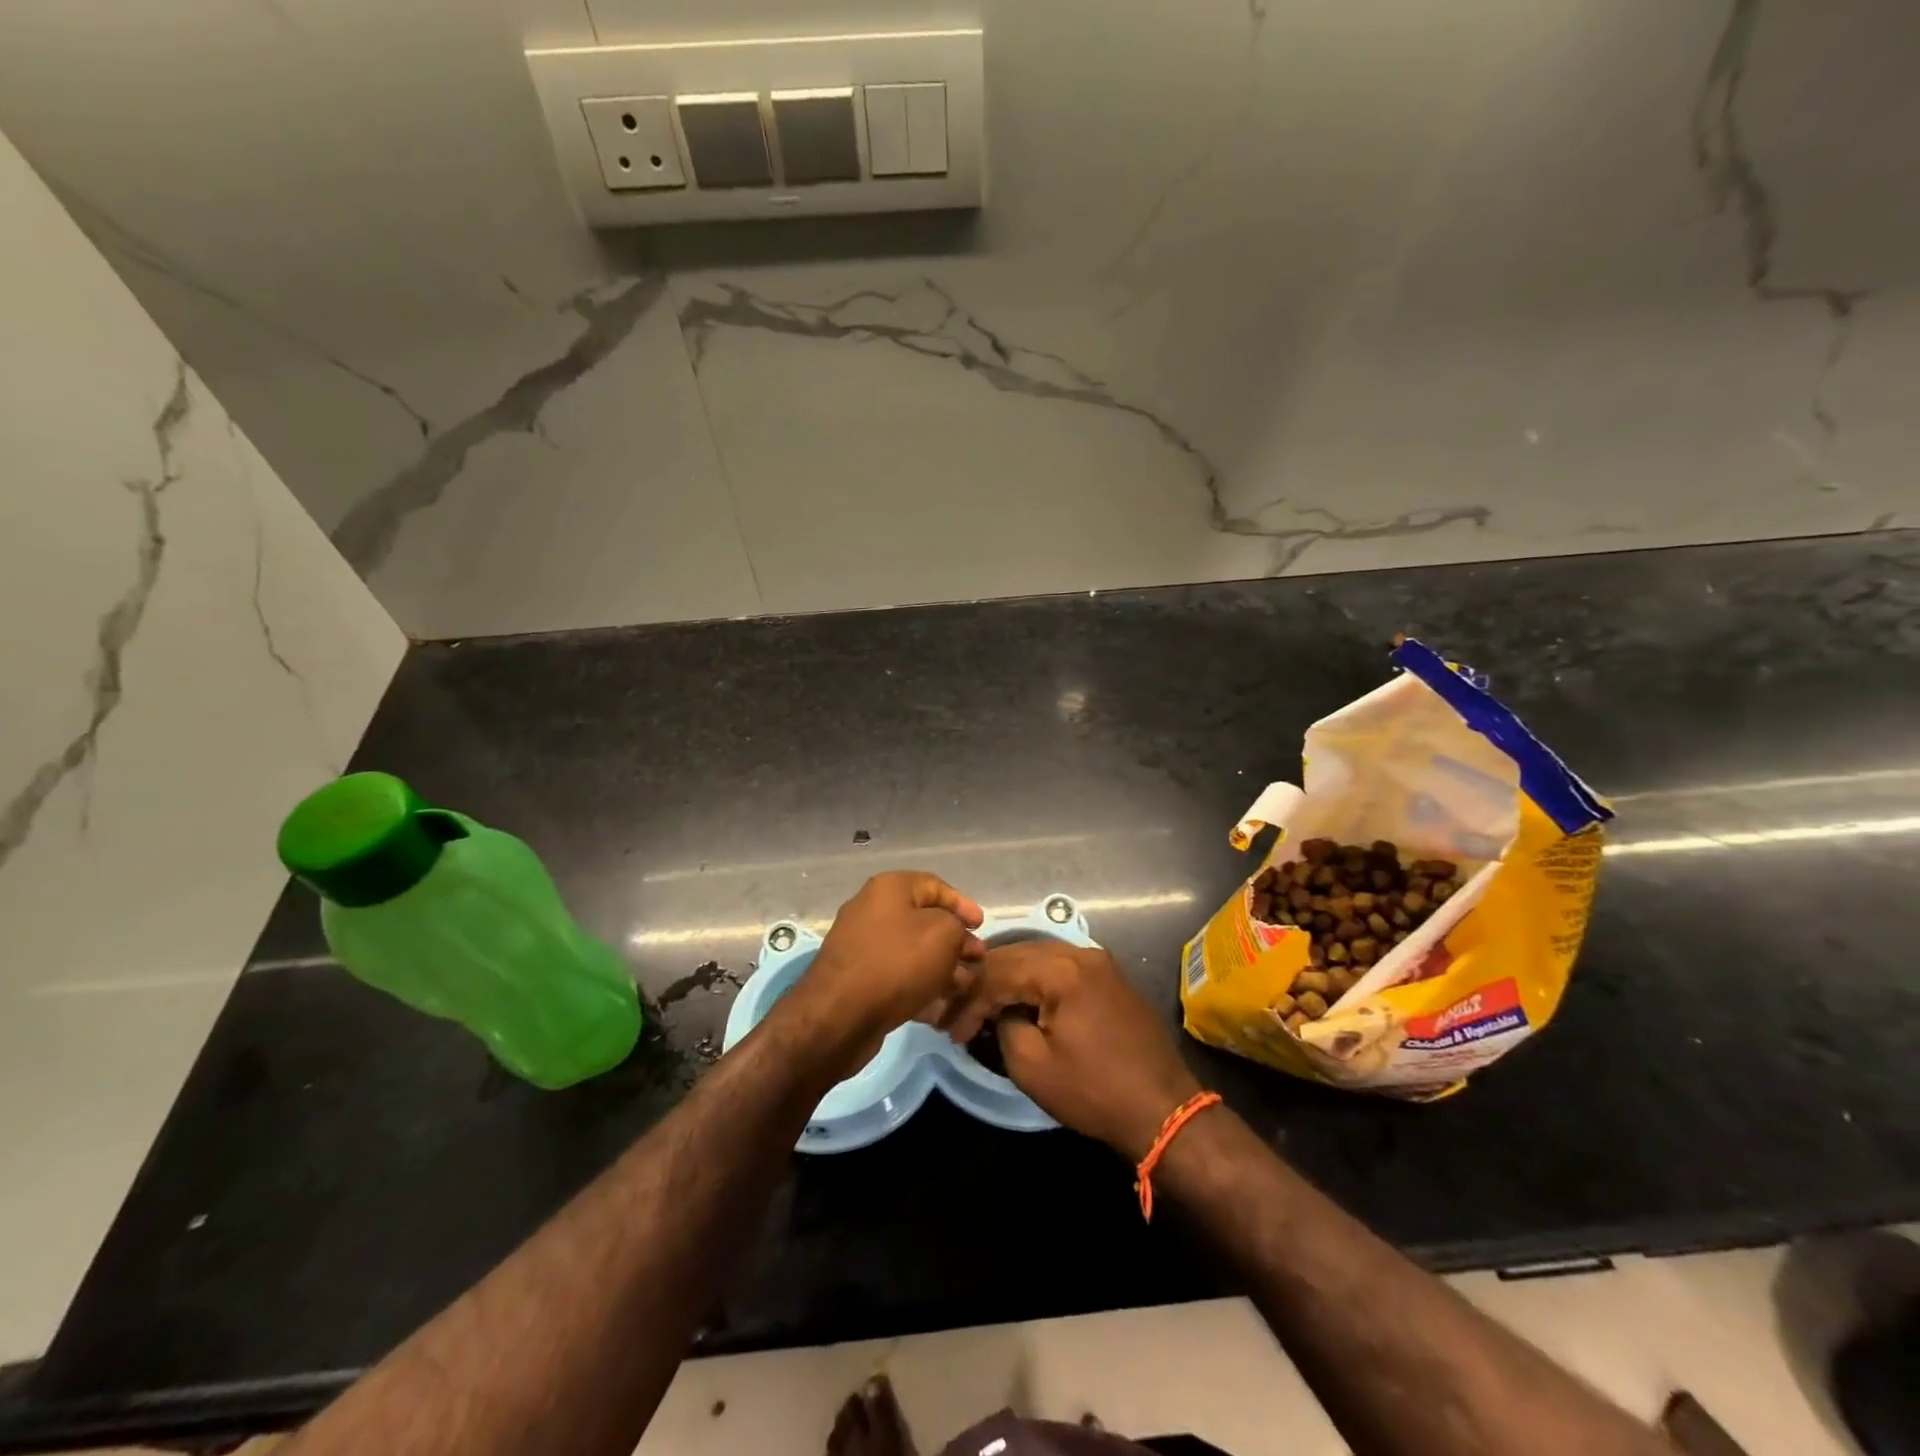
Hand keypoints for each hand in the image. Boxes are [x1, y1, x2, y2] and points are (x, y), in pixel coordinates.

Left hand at [779, 871, 984, 1075]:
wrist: (840, 1015)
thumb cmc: (897, 963)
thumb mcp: (944, 934)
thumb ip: (957, 926)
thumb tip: (954, 936)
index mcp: (890, 888)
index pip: (936, 886)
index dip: (963, 905)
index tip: (982, 927)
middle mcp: (872, 909)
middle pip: (924, 920)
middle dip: (956, 940)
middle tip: (976, 960)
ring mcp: (862, 944)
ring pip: (913, 950)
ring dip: (942, 966)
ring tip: (963, 986)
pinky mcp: (858, 977)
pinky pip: (897, 973)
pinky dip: (920, 984)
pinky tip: (939, 1005)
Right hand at [966, 941, 1202, 1160]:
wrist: (1163, 1109)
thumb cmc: (1094, 1091)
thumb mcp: (1032, 1066)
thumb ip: (1004, 1026)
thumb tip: (999, 1012)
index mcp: (1061, 969)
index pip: (998, 971)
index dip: (969, 1000)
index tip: (950, 1029)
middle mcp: (1080, 952)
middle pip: (1017, 954)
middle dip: (985, 983)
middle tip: (960, 1012)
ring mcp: (1099, 962)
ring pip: (1037, 957)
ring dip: (1009, 979)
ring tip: (984, 1006)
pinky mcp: (1109, 977)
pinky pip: (1060, 967)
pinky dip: (1034, 981)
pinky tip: (1020, 1000)